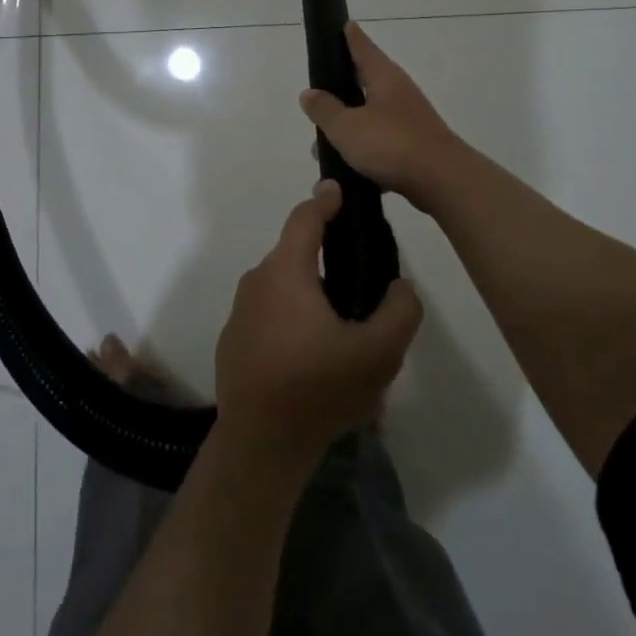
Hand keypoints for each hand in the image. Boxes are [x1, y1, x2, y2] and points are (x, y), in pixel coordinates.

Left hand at [214, 181, 423, 474]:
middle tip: (359, 280)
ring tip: (341, 327)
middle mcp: (257, 281)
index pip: (305, 217)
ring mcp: (240, 311)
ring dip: (309, 294)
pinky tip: (312, 355)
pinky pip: (268, 314)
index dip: (325, 200)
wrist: (259, 444)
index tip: (339, 191)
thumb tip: (401, 285)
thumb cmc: (318, 389)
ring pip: (282, 286)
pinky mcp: (234, 339)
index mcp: (286, 271)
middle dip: (324, 256)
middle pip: (295, 253)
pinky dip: (290, 319)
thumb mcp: (377, 354)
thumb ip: (400, 312)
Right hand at [300, 22, 466, 211]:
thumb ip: (325, 110)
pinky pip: (381, 144)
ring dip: (349, 128)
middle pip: (365, 82)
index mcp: (384, 78)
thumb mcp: (347, 126)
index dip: (350, 36)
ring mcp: (410, 120)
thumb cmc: (392, 144)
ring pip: (370, 117)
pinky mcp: (415, 147)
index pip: (363, 48)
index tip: (344, 24)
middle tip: (317, 94)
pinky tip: (348, 171)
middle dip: (341, 90)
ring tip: (322, 147)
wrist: (443, 182)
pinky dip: (364, 153)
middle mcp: (399, 93)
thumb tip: (309, 93)